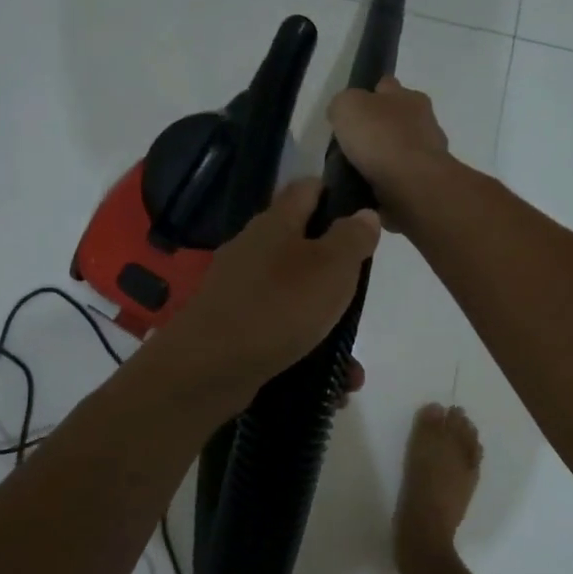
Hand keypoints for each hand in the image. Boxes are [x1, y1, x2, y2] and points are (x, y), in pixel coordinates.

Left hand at [149, 178, 379, 407]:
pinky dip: (305, 354)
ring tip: (350, 362)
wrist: (208, 368)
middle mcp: (253, 250)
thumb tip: (364, 214)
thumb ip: (352, 238)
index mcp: (275, 223)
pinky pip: (280, 334)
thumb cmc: (278, 306)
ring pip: (294, 299)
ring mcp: (239, 291)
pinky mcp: (234, 329)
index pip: (307, 189)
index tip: (364, 216)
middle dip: (335, 273)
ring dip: (325, 326)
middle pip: (301, 246)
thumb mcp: (331, 267)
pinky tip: (328, 384)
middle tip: (361, 295)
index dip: (335, 194)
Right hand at [326, 76, 452, 226]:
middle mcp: (425, 120)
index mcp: (409, 96)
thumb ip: (343, 104)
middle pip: (396, 118)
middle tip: (353, 144)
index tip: (352, 111)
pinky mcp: (428, 181)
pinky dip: (390, 181)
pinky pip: (403, 177)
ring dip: (385, 157)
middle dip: (378, 128)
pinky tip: (373, 188)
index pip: (386, 86)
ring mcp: (430, 153)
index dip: (367, 94)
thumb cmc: (380, 137)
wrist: (412, 184)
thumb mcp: (347, 106)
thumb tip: (342, 113)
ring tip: (359, 171)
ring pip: (401, 149)